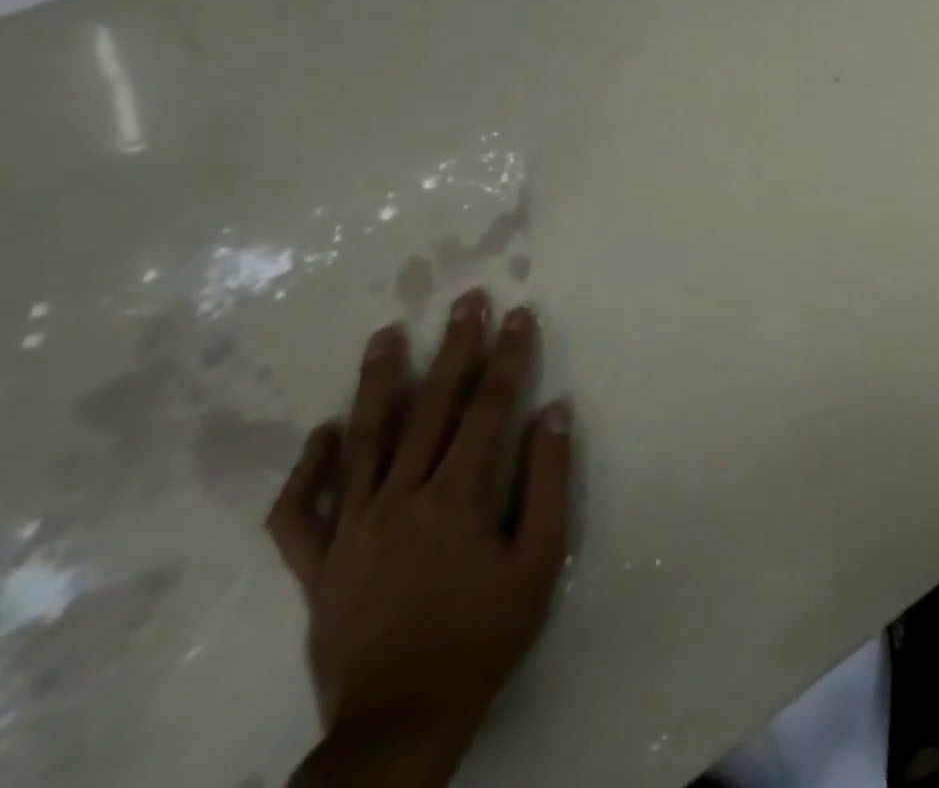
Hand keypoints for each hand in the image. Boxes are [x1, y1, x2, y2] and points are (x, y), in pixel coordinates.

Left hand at [266, 290, 573, 783]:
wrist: (401, 722)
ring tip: (387, 335)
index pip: (489, 407)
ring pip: (364, 442)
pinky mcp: (316, 567)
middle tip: (465, 301)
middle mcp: (399, 500)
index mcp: (455, 498)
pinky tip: (326, 432)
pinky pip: (301, 512)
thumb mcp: (539, 558)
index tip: (520, 314)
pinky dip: (310, 468)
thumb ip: (547, 480)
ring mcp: (350, 532)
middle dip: (453, 349)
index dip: (508, 356)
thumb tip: (553, 411)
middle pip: (431, 409)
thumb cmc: (485, 634)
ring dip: (379, 383)